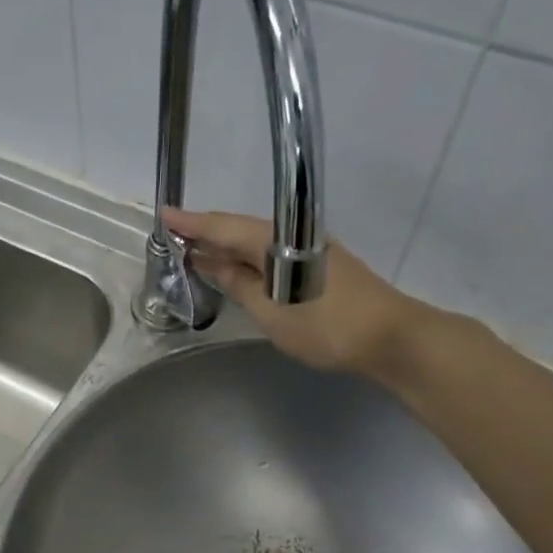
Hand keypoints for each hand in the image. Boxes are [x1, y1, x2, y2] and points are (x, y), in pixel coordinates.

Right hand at [163, 206, 425, 378]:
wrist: (389, 336)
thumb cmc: (325, 327)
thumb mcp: (271, 312)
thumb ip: (239, 285)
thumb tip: (210, 264)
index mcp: (275, 241)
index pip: (224, 227)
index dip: (192, 224)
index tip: (163, 215)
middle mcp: (291, 235)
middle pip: (240, 230)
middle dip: (206, 233)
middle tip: (173, 238)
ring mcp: (308, 249)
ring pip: (256, 242)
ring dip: (226, 247)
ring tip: (195, 253)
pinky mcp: (318, 265)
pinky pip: (271, 254)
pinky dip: (247, 259)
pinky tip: (236, 270)